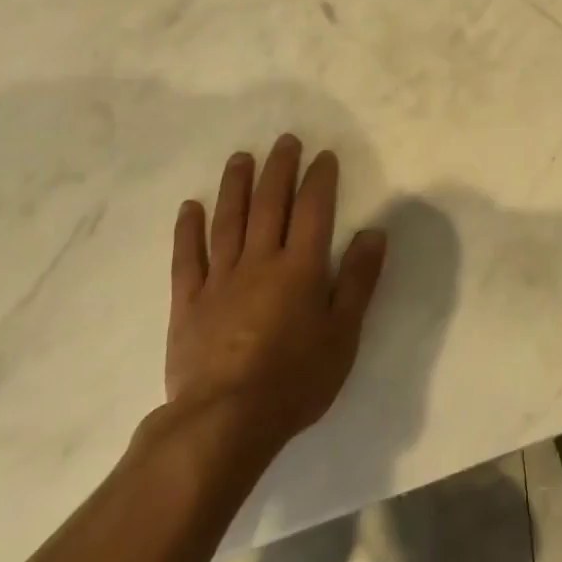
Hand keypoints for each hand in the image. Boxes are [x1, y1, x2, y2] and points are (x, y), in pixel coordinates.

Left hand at [162, 135, 386, 459]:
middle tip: (284, 140)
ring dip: (236, 186)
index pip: (313, 210)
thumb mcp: (343, 334)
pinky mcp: (188, 302)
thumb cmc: (295, 379)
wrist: (224, 421)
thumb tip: (374, 231)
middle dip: (279, 169)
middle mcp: (260, 261)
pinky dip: (188, 230)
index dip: (319, 179)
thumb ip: (359, 280)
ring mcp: (220, 279)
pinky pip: (187, 257)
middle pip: (270, 204)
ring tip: (241, 158)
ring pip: (228, 221)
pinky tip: (190, 207)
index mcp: (301, 268)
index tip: (323, 155)